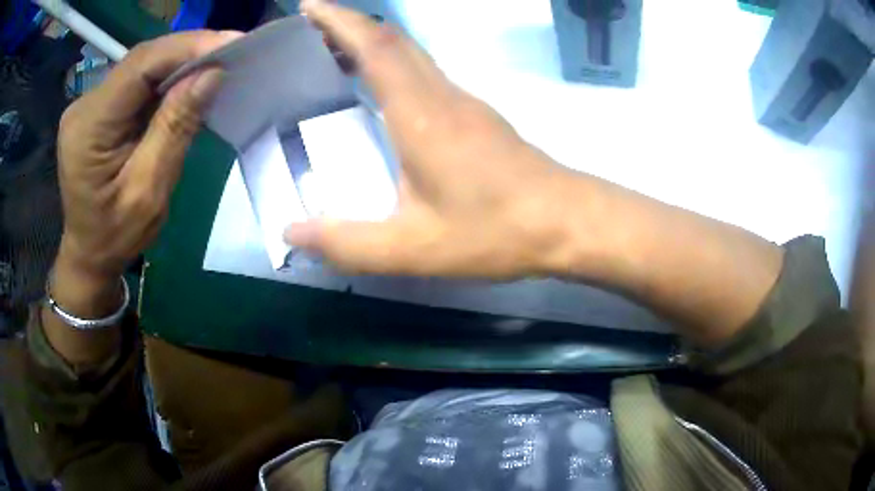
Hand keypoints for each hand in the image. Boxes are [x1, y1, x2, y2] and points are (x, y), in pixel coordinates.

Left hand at [56, 31, 238, 286]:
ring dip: (180, 63)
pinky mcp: (99, 109)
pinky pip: (137, 82)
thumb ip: (174, 129)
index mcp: (88, 129)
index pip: (139, 67)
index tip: (232, 43)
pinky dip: (167, 78)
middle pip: (140, 61)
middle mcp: (84, 106)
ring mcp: (89, 105)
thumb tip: (211, 75)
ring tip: (218, 62)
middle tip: (233, 50)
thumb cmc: (115, 235)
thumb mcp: (148, 192)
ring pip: (141, 67)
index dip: (186, 48)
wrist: (90, 253)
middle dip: (188, 52)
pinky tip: (189, 81)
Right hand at [286, 2, 568, 278]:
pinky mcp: (479, 116)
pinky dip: (397, 64)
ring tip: (337, 51)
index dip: (338, 20)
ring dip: (374, 42)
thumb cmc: (495, 231)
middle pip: (393, 40)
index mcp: (420, 115)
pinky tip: (385, 87)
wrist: (567, 223)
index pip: (374, 47)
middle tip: (314, 27)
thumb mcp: (412, 248)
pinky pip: (428, 72)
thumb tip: (291, 234)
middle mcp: (443, 95)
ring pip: (413, 53)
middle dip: (350, 24)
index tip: (309, 6)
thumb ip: (348, 244)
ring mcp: (466, 102)